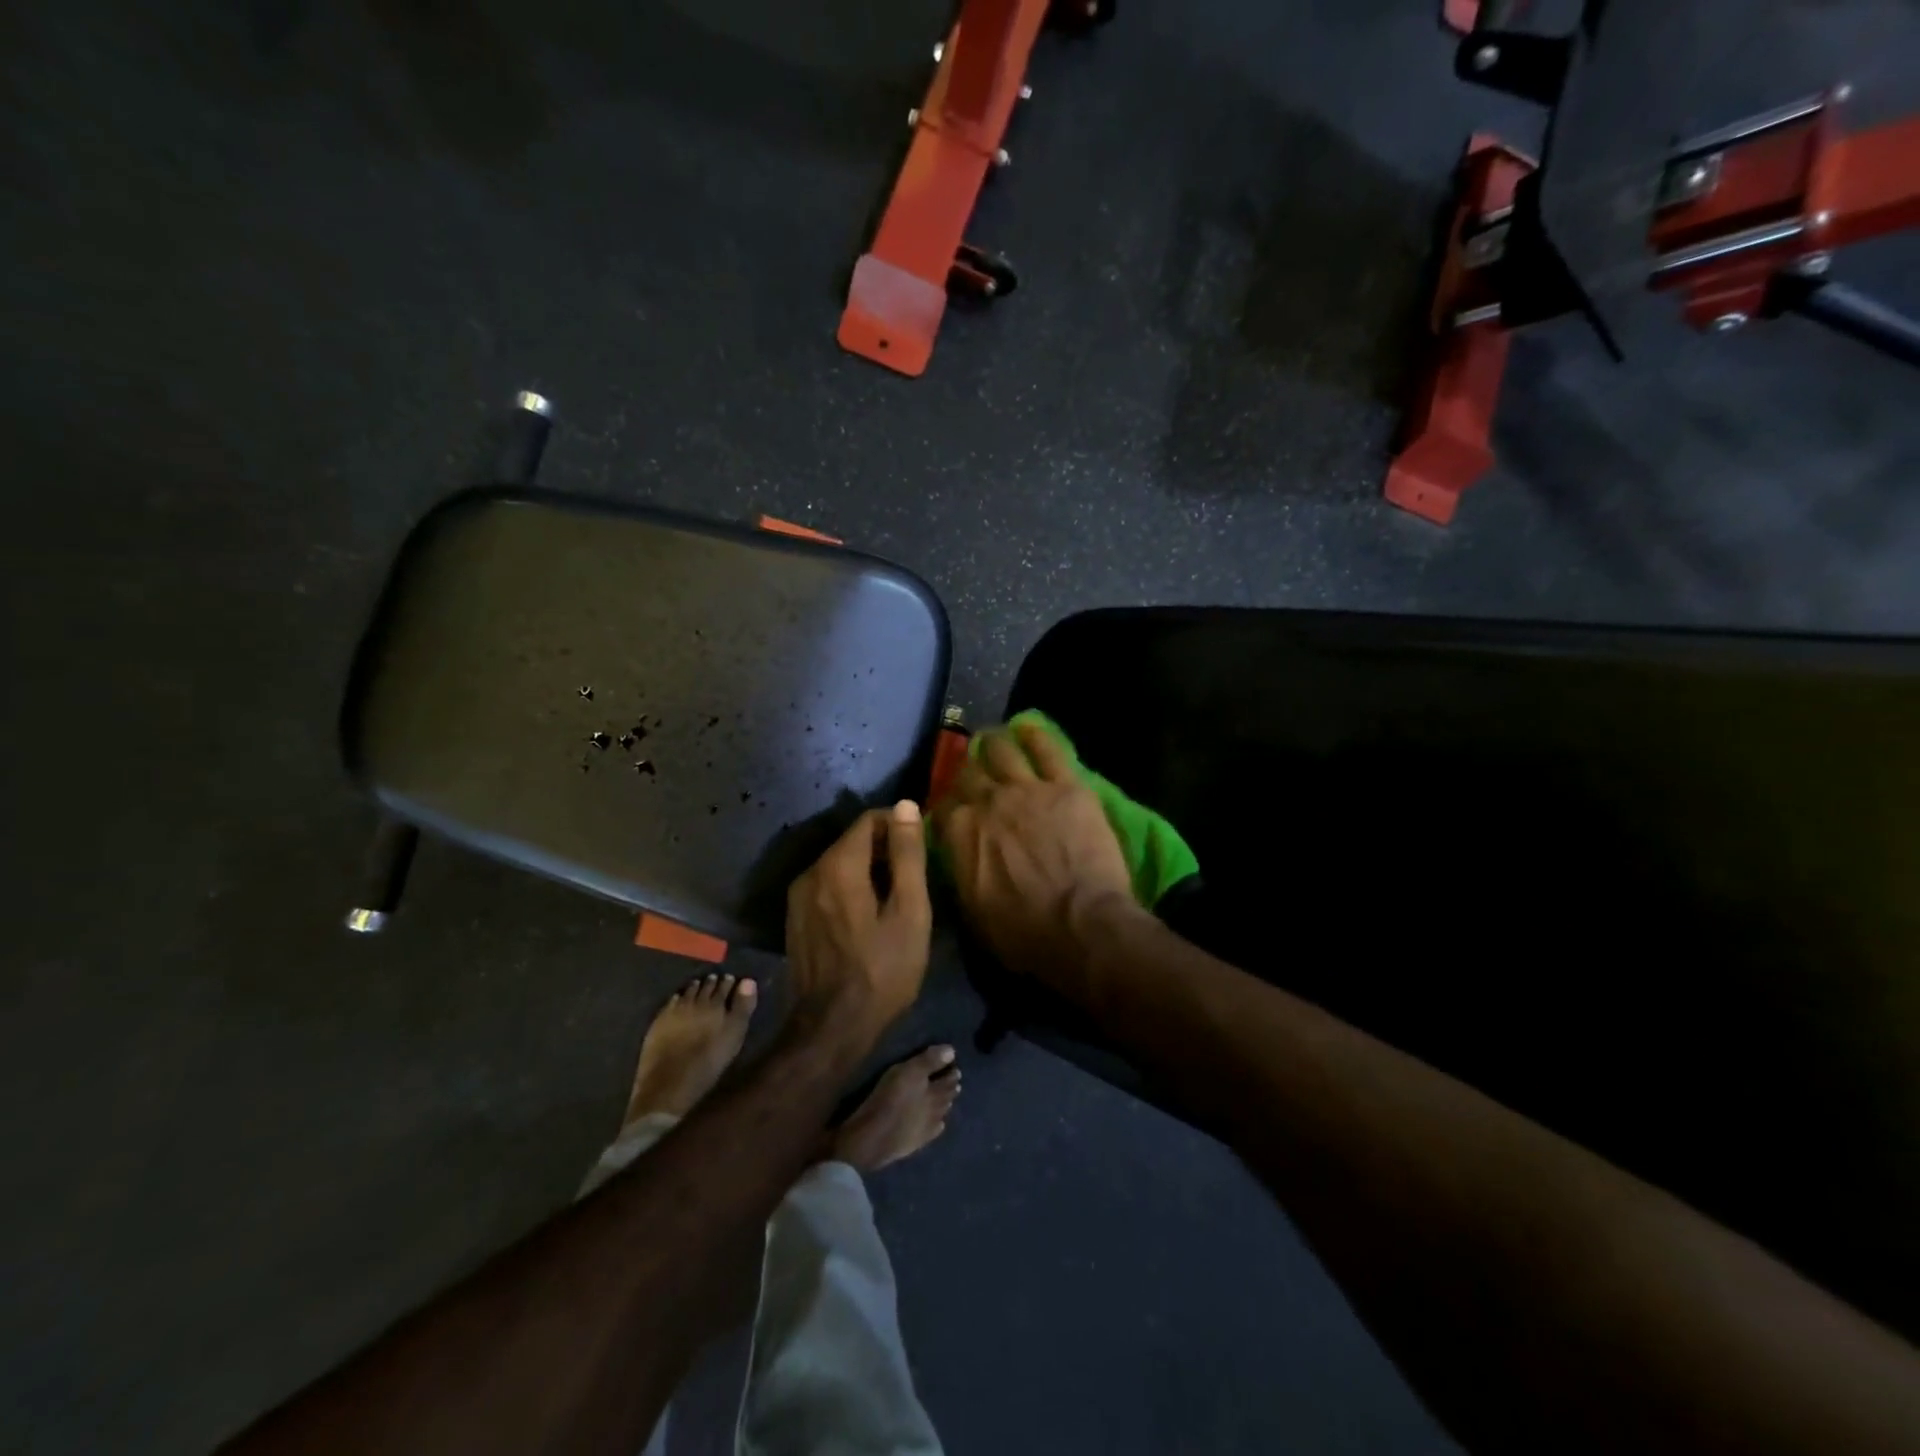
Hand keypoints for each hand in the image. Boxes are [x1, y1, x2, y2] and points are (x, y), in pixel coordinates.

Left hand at [785, 801, 932, 1048]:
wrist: (831, 1028)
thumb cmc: (882, 971)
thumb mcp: (909, 912)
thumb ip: (907, 855)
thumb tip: (906, 806)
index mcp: (838, 865)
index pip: (870, 820)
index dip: (899, 827)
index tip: (921, 849)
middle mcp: (810, 871)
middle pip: (853, 841)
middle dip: (884, 850)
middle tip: (913, 880)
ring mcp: (798, 897)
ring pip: (840, 864)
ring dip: (868, 871)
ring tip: (895, 900)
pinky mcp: (795, 918)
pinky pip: (827, 886)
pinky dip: (850, 888)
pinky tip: (868, 918)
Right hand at [932, 722, 1143, 999]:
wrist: (1080, 925)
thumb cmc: (1024, 934)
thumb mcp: (973, 912)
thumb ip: (961, 871)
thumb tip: (957, 855)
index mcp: (960, 833)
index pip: (943, 809)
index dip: (946, 808)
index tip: (952, 812)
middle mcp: (986, 802)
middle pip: (968, 775)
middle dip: (967, 773)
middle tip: (973, 774)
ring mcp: (1026, 789)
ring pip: (1001, 751)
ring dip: (994, 744)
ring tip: (993, 740)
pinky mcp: (1065, 785)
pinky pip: (1047, 749)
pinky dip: (1035, 736)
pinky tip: (1029, 729)